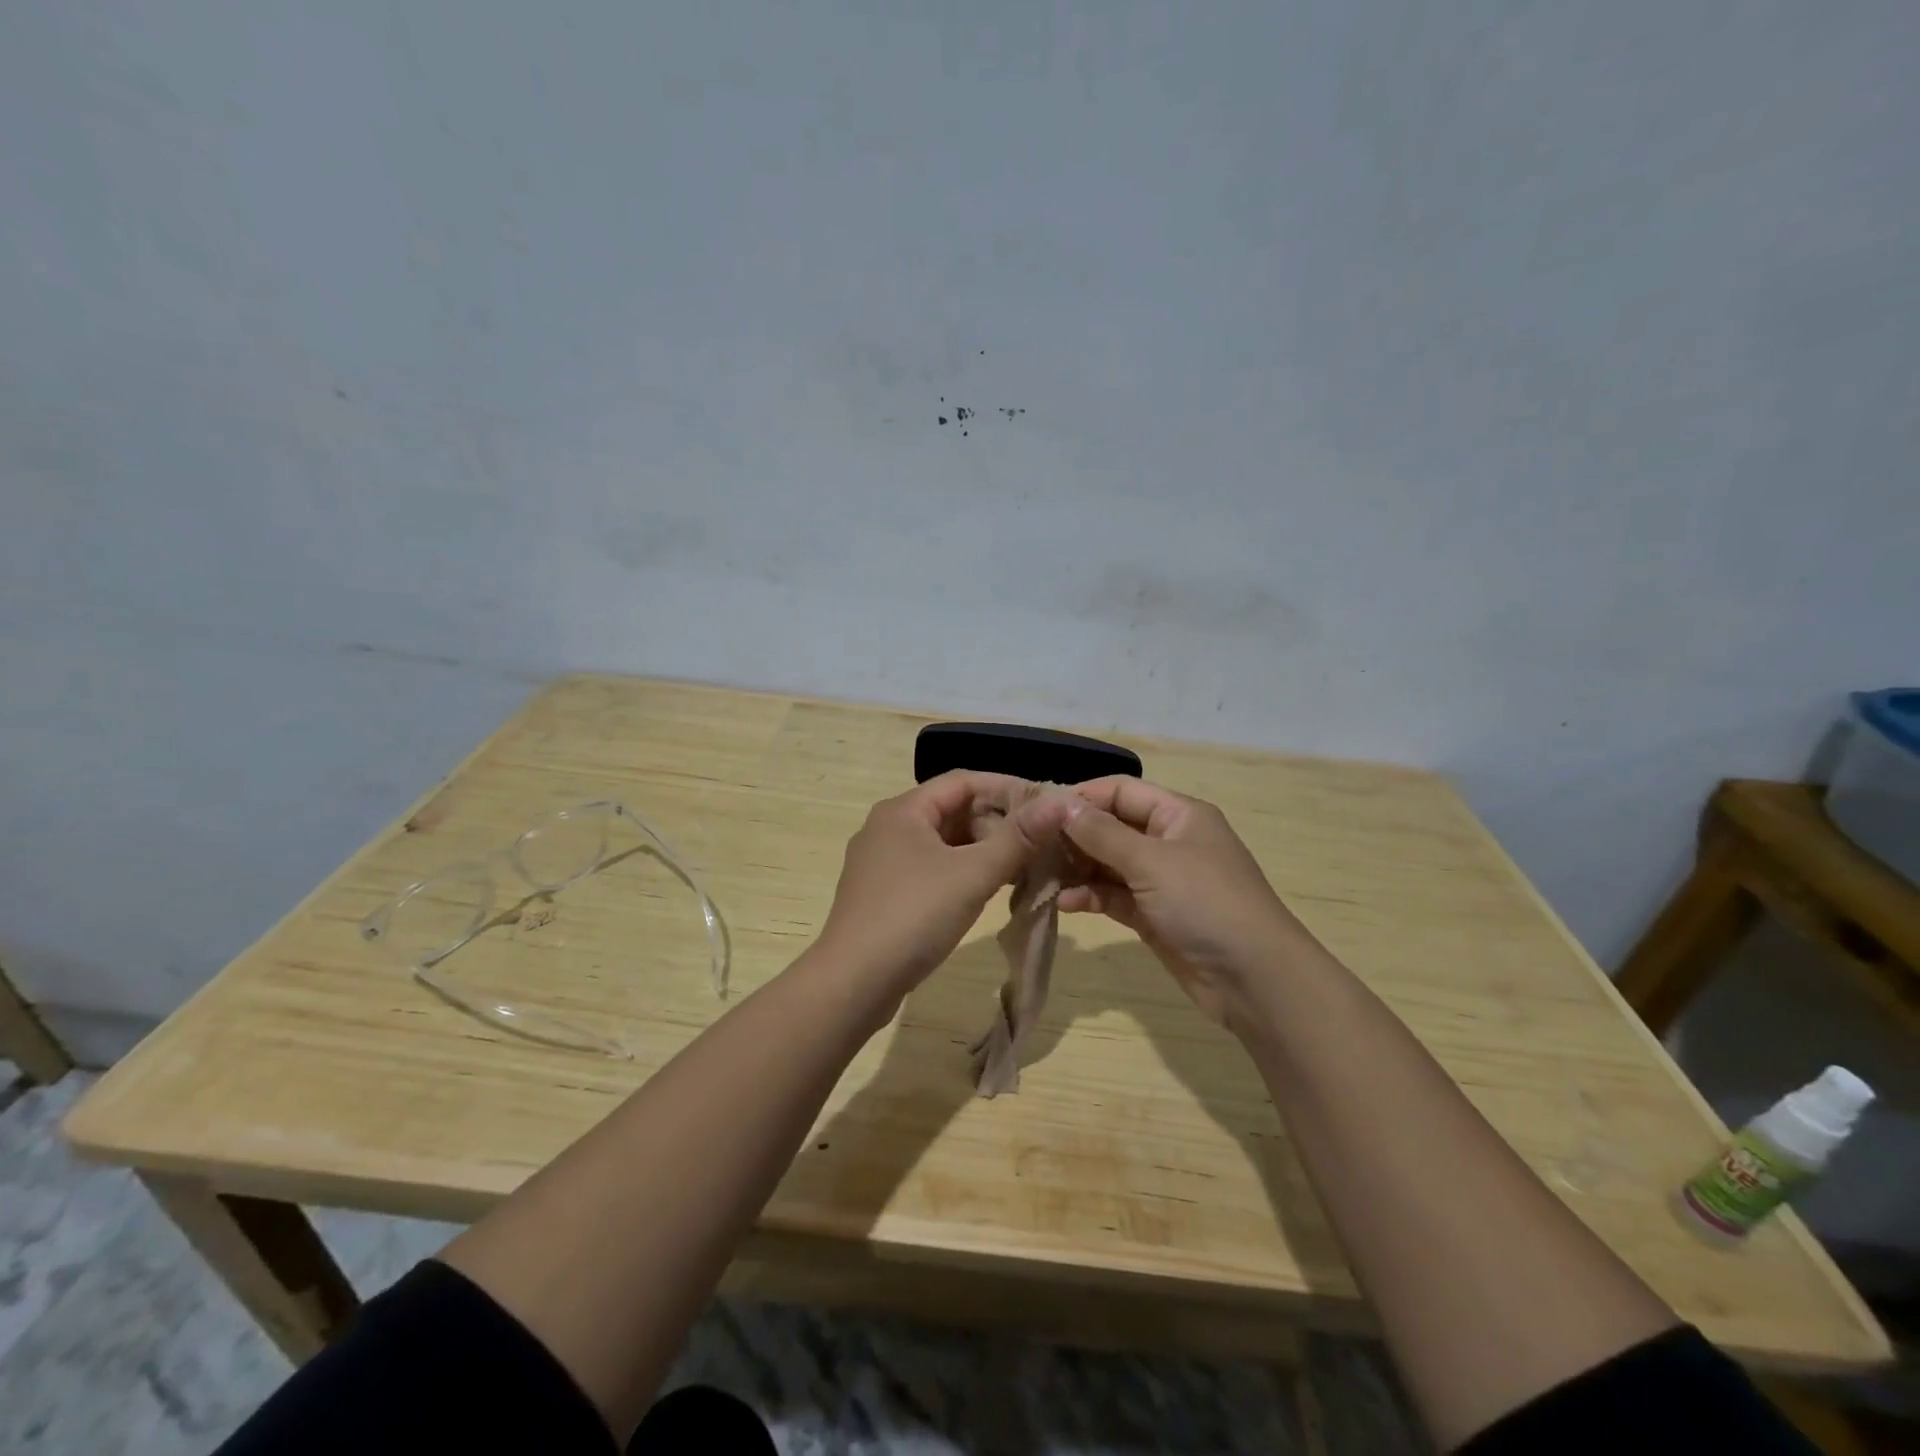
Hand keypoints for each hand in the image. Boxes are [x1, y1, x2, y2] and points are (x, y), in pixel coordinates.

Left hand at [815, 771, 1062, 999]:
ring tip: (1022, 867)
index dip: (1006, 789)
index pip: (963, 782)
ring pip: (943, 843)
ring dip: (982, 851)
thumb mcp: (971, 875)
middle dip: (996, 823)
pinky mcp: (883, 894)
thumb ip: (1017, 838)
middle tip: (1038, 843)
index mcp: (903, 810)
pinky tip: (987, 892)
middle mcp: (888, 827)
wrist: (852, 983)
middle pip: (952, 811)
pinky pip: (931, 869)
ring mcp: (882, 862)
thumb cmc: (912, 917)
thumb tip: (1058, 803)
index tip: (1045, 805)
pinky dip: (961, 873)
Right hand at [1057, 778, 1307, 1022]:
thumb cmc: (1206, 904)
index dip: (1082, 797)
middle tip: (1031, 845)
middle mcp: (1169, 841)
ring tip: (1041, 875)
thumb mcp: (1152, 861)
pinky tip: (1066, 903)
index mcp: (1178, 814)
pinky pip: (1114, 896)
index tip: (1040, 810)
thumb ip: (1103, 834)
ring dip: (1078, 868)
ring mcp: (1161, 880)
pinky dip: (1091, 896)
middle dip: (1074, 835)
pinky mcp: (1154, 915)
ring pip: (1109, 864)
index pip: (1121, 791)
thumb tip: (1061, 804)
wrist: (1255, 980)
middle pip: (1112, 827)